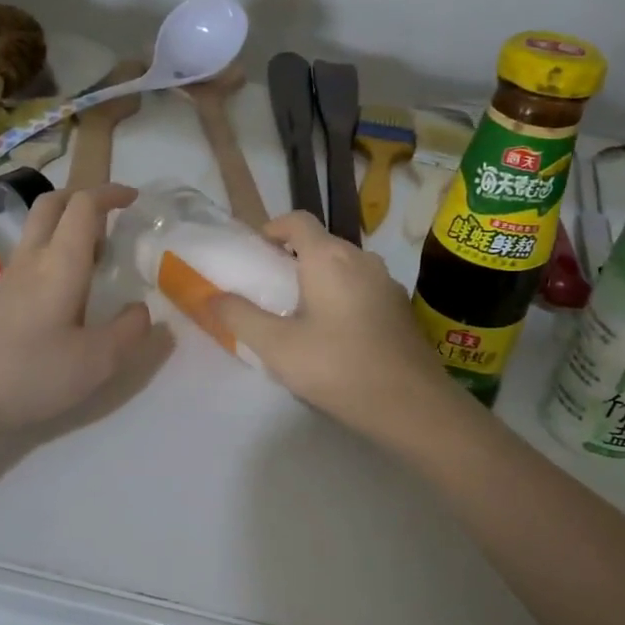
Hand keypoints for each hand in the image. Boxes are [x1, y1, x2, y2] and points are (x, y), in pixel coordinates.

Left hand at [0, 185, 151, 438]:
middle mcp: (30, 261)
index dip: (110, 193)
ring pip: (37, 233)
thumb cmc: (28, 374)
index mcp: (60, 263)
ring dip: (67, 230)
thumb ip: (129, 332)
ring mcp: (5, 281)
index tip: (134, 199)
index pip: (84, 206)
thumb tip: (141, 309)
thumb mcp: (95, 362)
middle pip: (51, 205)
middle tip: (111, 217)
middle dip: (83, 198)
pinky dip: (52, 259)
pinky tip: (64, 299)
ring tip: (96, 262)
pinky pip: (28, 262)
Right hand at [211, 211, 458, 433]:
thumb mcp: (276, 346)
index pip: (296, 220)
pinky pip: (362, 289)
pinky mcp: (400, 308)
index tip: (255, 255)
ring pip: (343, 268)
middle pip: (320, 243)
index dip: (271, 228)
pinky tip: (335, 336)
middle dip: (292, 259)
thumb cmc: (338, 367)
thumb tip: (212, 296)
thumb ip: (240, 317)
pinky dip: (342, 298)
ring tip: (299, 316)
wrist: (412, 405)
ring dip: (318, 280)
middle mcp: (362, 259)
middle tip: (269, 292)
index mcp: (329, 257)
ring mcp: (386, 283)